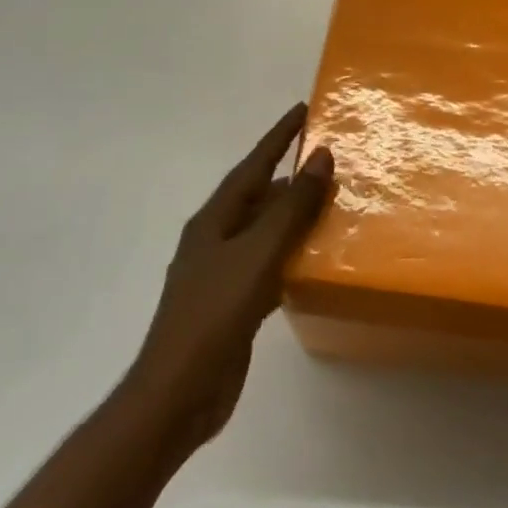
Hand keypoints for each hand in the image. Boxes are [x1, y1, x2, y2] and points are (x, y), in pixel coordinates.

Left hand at [124, 103, 332, 456]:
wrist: (176, 397)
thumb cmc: (214, 315)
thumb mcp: (258, 254)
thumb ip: (292, 207)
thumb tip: (321, 156)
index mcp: (214, 220)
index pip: (253, 165)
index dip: (278, 137)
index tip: (303, 110)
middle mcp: (216, 239)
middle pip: (259, 195)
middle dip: (291, 175)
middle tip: (328, 157)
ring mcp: (222, 273)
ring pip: (265, 230)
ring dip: (294, 214)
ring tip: (330, 201)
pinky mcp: (233, 304)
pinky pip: (269, 264)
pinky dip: (291, 253)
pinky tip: (314, 257)